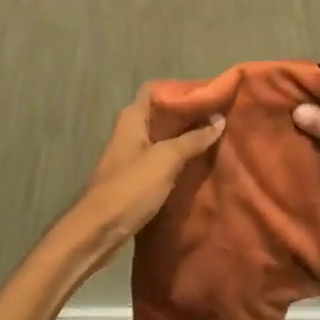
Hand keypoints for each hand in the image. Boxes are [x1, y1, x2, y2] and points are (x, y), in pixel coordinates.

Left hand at [56, 84, 224, 273]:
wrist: (98, 230)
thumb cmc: (130, 188)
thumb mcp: (165, 160)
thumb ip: (193, 139)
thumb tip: (218, 118)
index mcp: (133, 118)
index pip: (157, 90)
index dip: (181, 89)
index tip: (209, 94)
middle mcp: (130, 130)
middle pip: (162, 112)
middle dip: (188, 113)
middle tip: (220, 115)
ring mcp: (131, 153)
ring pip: (162, 135)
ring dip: (185, 135)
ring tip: (215, 136)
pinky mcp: (135, 175)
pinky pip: (161, 156)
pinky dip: (178, 155)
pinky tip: (198, 161)